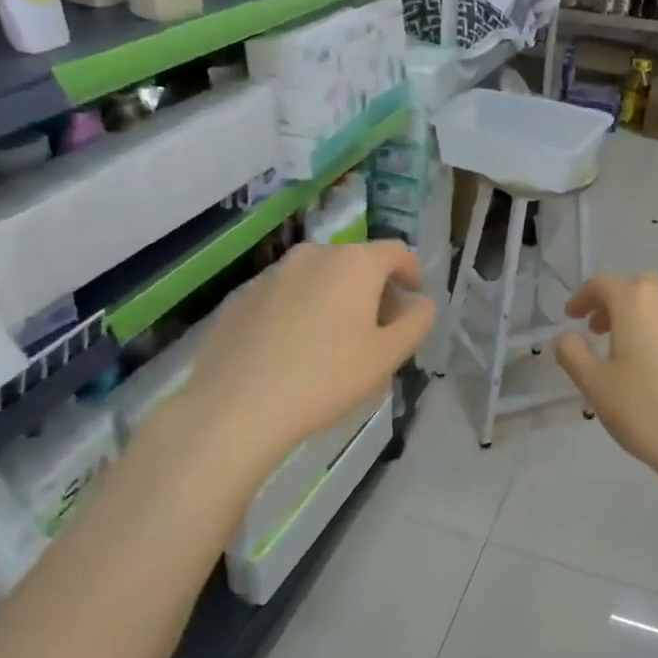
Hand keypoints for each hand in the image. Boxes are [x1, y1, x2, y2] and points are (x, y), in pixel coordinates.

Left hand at [173, 241, 434, 471]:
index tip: (413, 298)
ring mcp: (271, 273)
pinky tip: (293, 350)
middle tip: (379, 329)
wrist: (236, 406)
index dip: (411, 273)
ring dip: (335, 299)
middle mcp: (313, 255)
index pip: (396, 252)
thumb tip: (421, 303)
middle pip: (356, 263)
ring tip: (334, 342)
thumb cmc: (325, 378)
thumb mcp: (387, 357)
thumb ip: (416, 323)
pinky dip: (300, 310)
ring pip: (318, 278)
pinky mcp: (241, 297)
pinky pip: (285, 295)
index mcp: (354, 263)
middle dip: (374, 290)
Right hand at [554, 273, 657, 491]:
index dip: (583, 297)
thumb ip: (573, 353)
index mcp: (638, 303)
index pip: (603, 284)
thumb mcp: (594, 386)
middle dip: (617, 302)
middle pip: (641, 288)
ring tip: (635, 351)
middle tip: (601, 331)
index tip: (571, 318)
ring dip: (648, 317)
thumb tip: (568, 337)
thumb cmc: (646, 412)